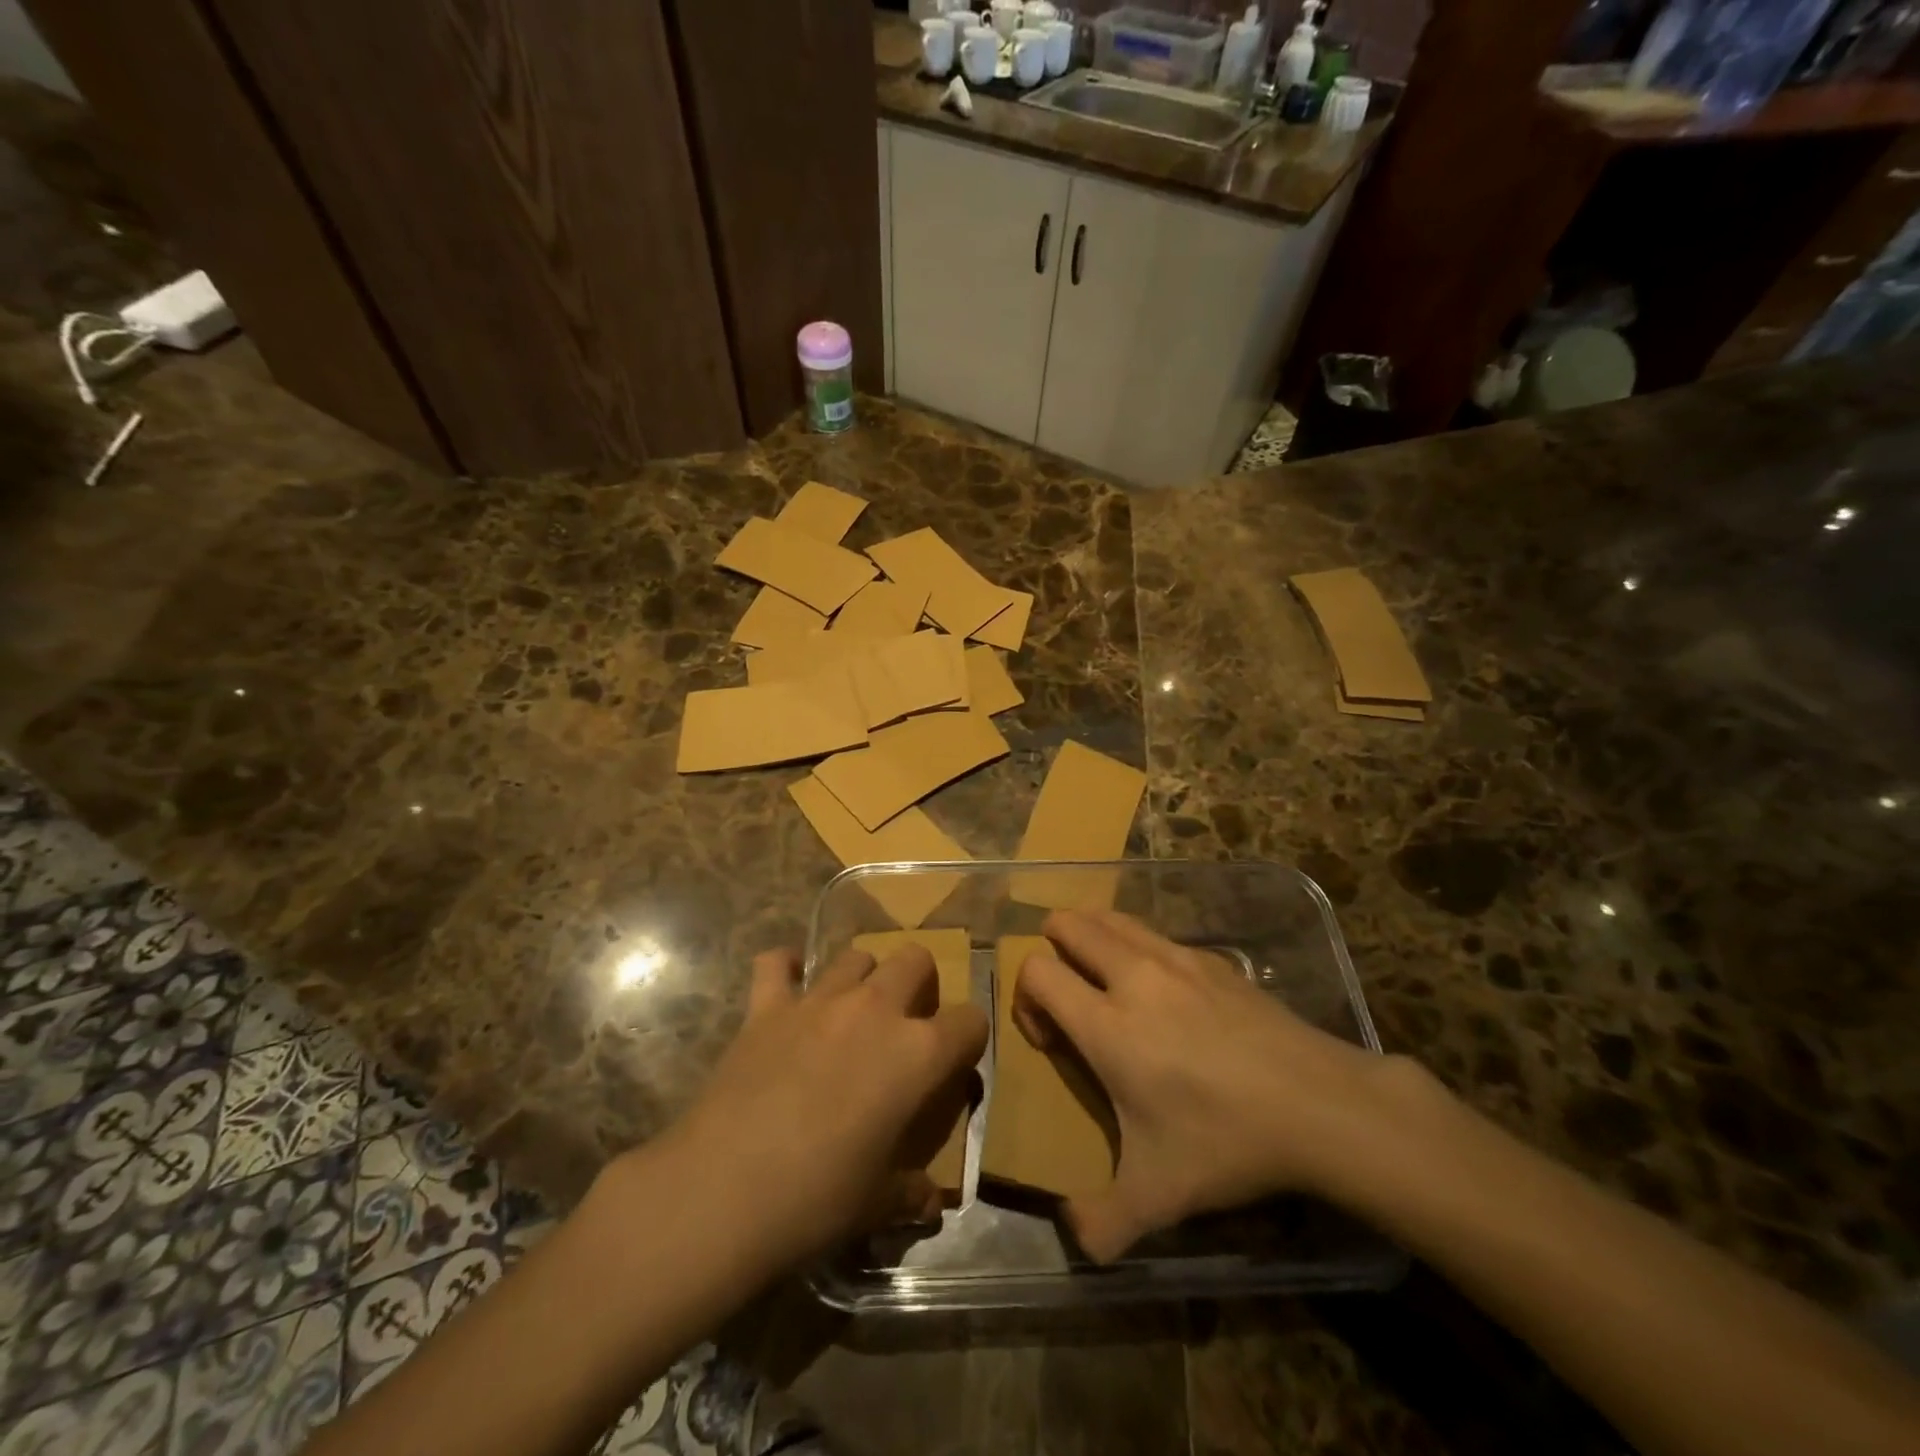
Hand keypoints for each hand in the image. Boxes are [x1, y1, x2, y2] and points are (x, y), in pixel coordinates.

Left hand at [661, 944, 988, 1273]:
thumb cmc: (817, 1200)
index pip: (970, 1021)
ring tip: (851, 1012)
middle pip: (915, 959)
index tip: (957, 1060)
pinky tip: (786, 988)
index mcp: (917, 1053)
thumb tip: (930, 1200)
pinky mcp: (767, 1006)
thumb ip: (911, 1191)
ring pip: (856, 955)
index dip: (969, 1038)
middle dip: (920, 984)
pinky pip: (776, 964)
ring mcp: (819, 1001)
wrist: (723, 1191)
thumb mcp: (878, 1204)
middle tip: (904, 1024)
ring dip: (862, 977)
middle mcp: (875, 1010)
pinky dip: (784, 969)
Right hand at [1015, 909, 1407, 1262]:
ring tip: (1105, 982)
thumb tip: (1075, 1238)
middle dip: (1051, 950)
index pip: (1036, 970)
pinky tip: (1165, 995)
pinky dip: (1137, 948)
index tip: (1052, 1040)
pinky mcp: (1212, 957)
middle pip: (1067, 923)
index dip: (1026, 998)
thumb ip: (1102, 1222)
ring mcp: (1175, 958)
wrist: (1320, 1105)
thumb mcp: (1159, 1196)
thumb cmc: (1226, 1141)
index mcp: (1106, 1023)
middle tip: (1071, 998)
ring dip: (1091, 937)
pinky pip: (1154, 934)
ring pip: (1109, 916)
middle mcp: (1133, 975)